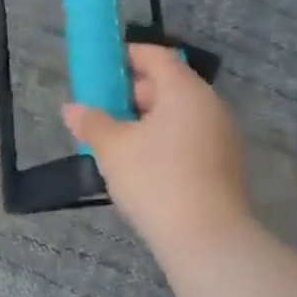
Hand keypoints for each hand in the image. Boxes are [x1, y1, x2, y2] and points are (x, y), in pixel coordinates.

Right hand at [62, 44, 252, 247]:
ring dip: (148, 120)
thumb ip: (92, 123)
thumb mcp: (114, 149)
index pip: (157, 56)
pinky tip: (143, 165)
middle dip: (134, 93)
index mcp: (185, 90)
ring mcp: (222, 136)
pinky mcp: (225, 165)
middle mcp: (210, 105)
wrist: (208, 240)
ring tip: (117, 141)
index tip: (103, 67)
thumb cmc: (156, 180)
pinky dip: (166, 140)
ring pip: (180, 114)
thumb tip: (72, 109)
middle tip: (103, 109)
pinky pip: (190, 138)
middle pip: (170, 84)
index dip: (129, 56)